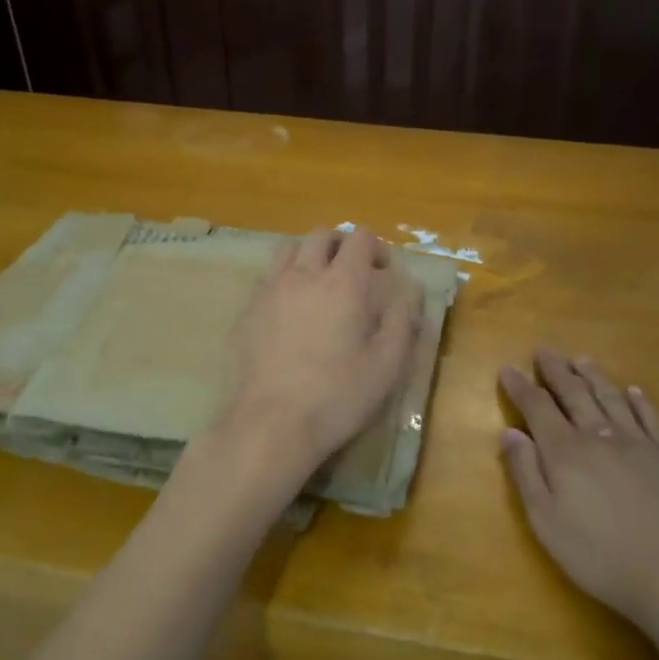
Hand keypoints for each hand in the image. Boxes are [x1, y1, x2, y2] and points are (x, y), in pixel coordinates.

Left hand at [213, 227, 422, 497]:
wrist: (271, 424)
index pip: (359, 238)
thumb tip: (410, 291)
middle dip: (341, 245)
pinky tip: (290, 310)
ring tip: (318, 283)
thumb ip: (402, 321)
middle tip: (353, 271)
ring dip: (308, 255)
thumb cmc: (338, 396)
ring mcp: (270, 291)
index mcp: (343, 283)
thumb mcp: (387, 364)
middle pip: (321, 235)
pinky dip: (284, 279)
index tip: (384, 271)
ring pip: (288, 249)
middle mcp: (304, 275)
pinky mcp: (248, 311)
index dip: (376, 247)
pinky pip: (267, 278)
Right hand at [500, 349, 658, 636]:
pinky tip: (634, 391)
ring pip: (611, 399)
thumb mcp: (547, 522)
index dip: (521, 387)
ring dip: (594, 376)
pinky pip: (652, 418)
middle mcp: (601, 436)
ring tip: (581, 359)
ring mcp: (641, 444)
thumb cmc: (601, 556)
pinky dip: (640, 401)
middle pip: (575, 394)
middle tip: (544, 350)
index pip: (538, 408)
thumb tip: (509, 431)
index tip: (508, 369)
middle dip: (556, 371)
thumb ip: (526, 473)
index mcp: (566, 452)